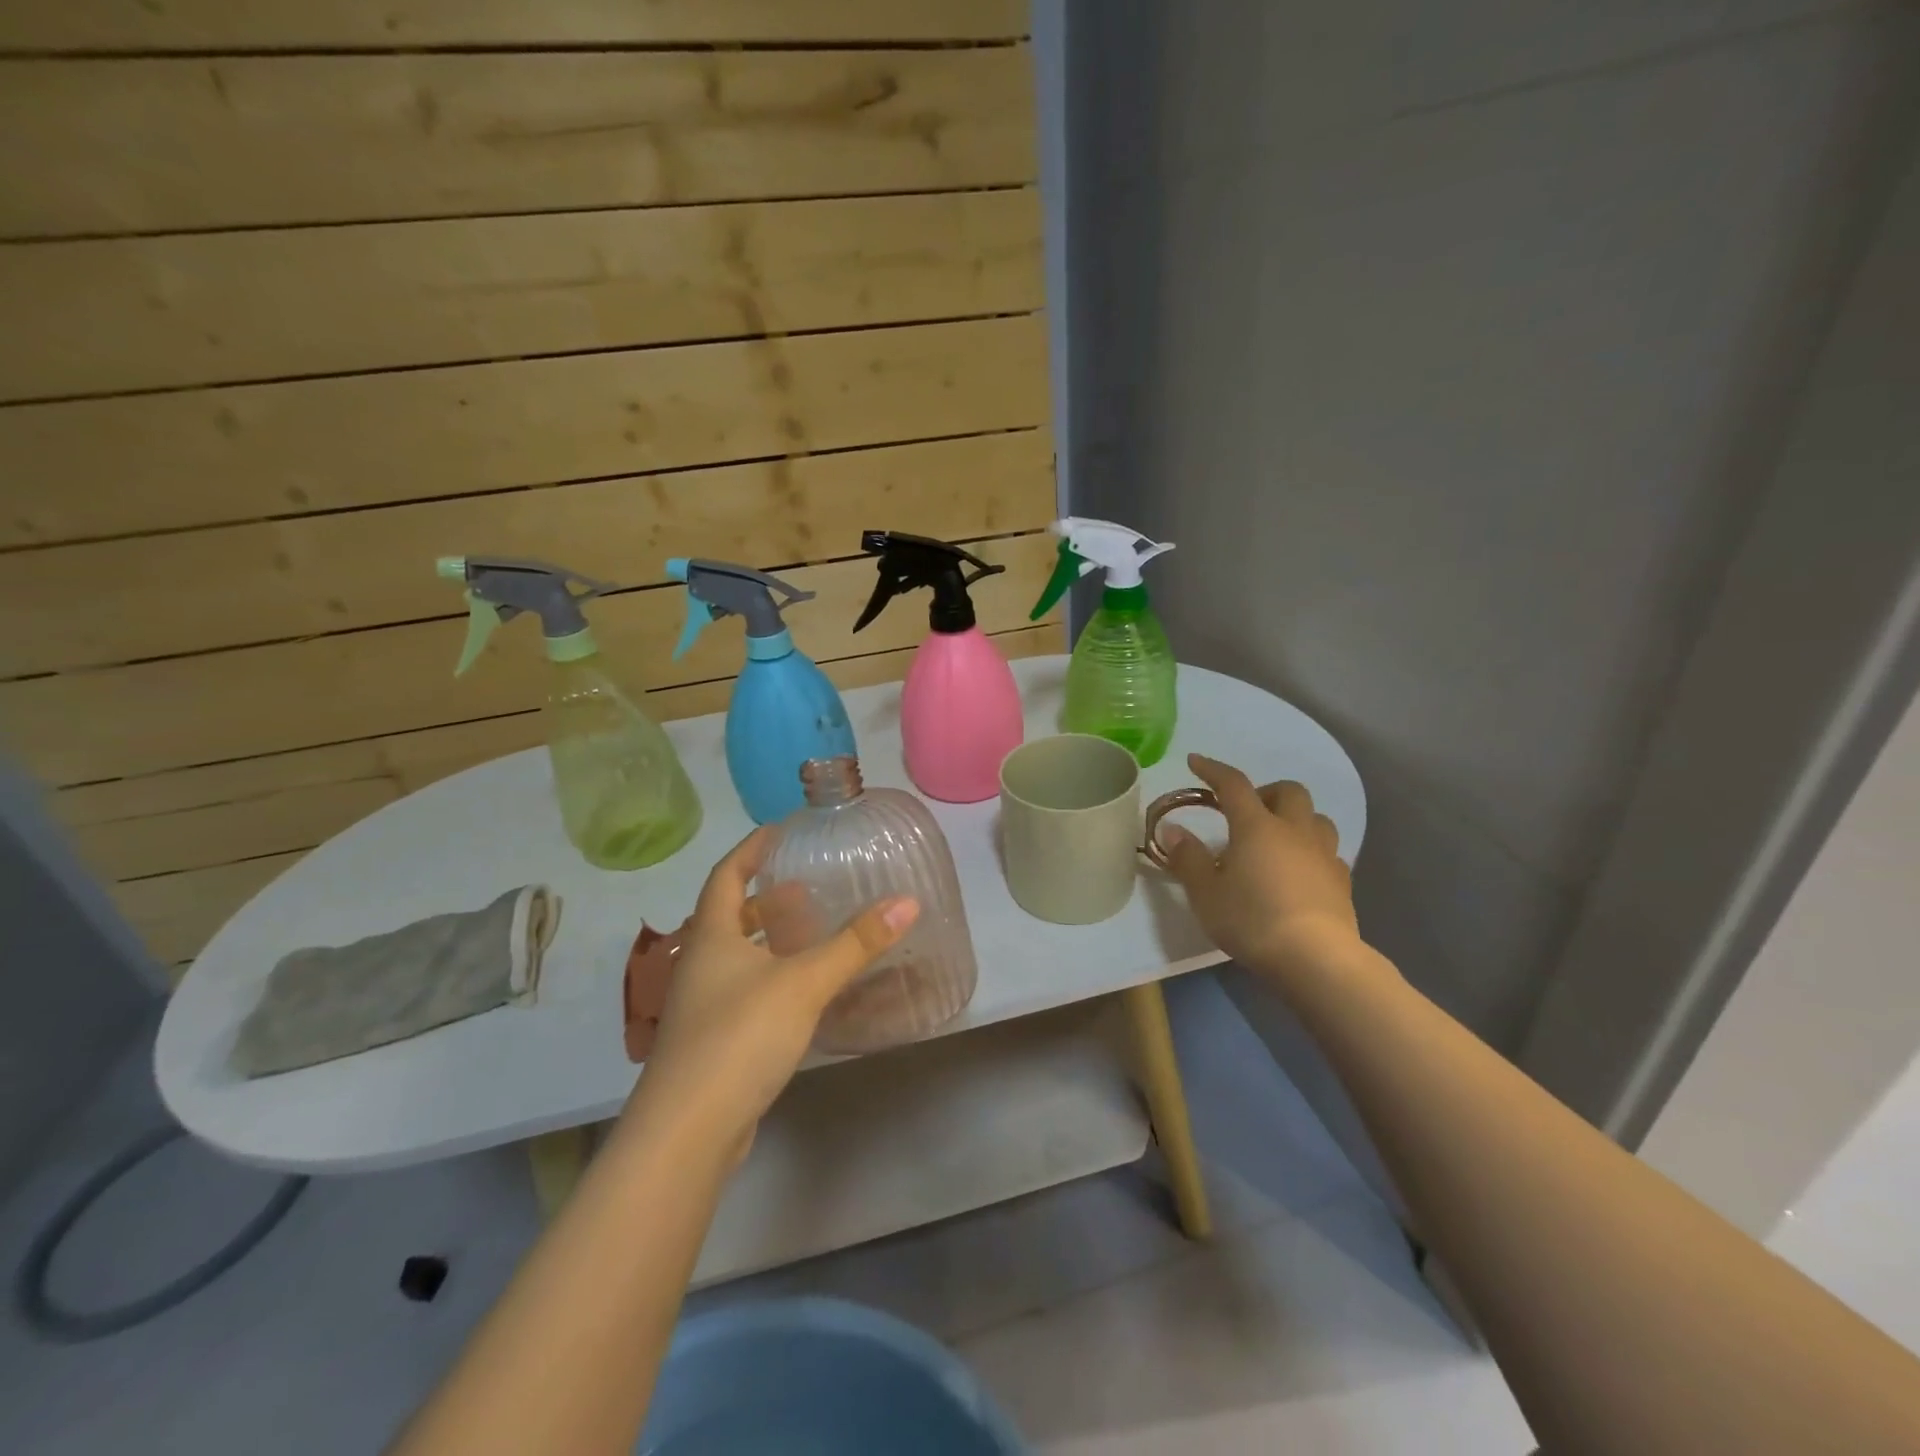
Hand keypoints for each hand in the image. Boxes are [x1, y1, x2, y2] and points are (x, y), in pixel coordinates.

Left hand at [616, 827, 918, 1162]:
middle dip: (765, 898)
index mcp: (711, 938)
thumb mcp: (804, 982)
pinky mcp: (713, 1043)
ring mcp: (702, 1008)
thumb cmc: (739, 1037)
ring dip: (769, 940)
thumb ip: (856, 943)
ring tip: (811, 934)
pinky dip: (772, 978)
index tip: (778, 832)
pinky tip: (803, 992)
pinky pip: (745, 992)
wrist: (688, 1133)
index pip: (726, 876)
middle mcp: (700, 966)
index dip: (750, 850)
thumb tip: (908, 901)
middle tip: (806, 887)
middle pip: (729, 917)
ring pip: (737, 957)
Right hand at [1160, 753, 1362, 984]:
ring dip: (1294, 818)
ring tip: (1275, 840)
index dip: (1213, 769)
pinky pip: (1328, 852)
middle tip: (1244, 813)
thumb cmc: (1252, 921)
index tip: (1195, 762)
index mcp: (1256, 827)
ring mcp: (1323, 855)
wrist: (1316, 960)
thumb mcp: (1205, 893)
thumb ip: (1188, 858)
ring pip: (1315, 818)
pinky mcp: (1342, 882)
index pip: (1233, 784)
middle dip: (1265, 793)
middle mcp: (1294, 831)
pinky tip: (1298, 872)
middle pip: (1287, 792)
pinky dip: (1311, 851)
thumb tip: (1173, 830)